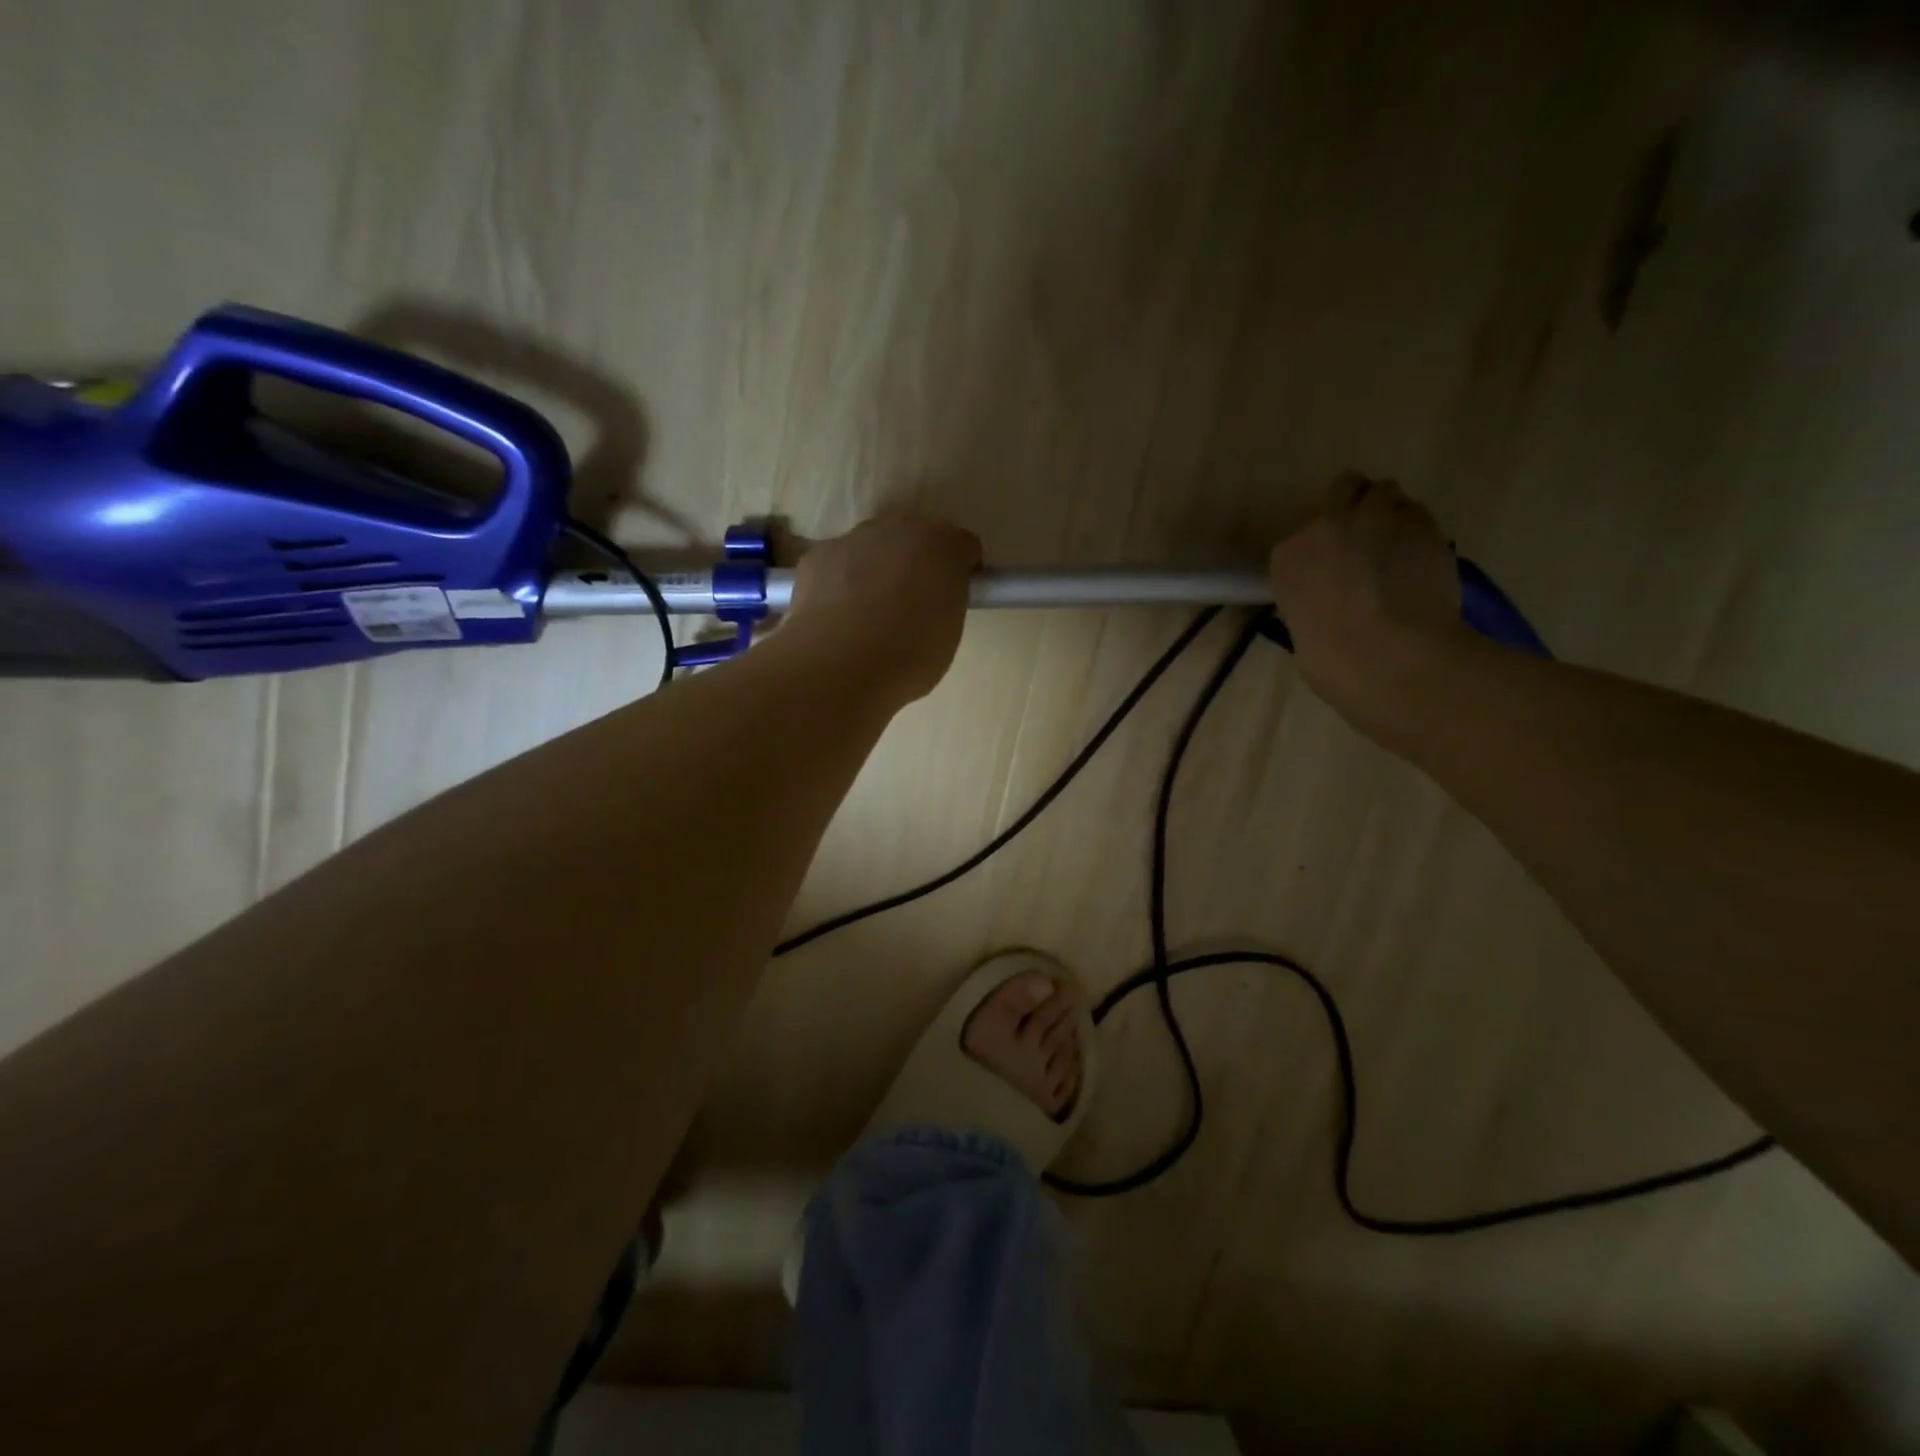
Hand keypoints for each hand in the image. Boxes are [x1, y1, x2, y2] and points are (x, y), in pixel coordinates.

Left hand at [784, 508, 982, 703]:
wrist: (841, 663)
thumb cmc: (910, 655)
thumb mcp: (947, 633)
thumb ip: (944, 604)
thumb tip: (930, 603)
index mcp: (943, 547)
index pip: (963, 545)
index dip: (962, 568)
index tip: (955, 594)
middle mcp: (900, 529)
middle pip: (914, 535)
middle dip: (915, 559)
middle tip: (911, 600)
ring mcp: (854, 538)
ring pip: (871, 546)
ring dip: (875, 567)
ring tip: (866, 611)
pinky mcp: (817, 556)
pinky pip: (836, 564)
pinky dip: (838, 582)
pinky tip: (836, 615)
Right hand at [1268, 473, 1462, 727]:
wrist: (1392, 658)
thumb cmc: (1334, 661)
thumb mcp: (1302, 629)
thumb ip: (1313, 598)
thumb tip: (1330, 599)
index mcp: (1288, 558)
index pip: (1304, 533)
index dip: (1323, 545)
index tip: (1333, 565)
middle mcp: (1327, 526)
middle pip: (1345, 488)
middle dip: (1356, 506)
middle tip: (1368, 539)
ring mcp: (1378, 519)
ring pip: (1386, 493)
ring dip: (1390, 514)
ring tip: (1399, 548)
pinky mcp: (1423, 525)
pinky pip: (1419, 515)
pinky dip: (1418, 532)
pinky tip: (1421, 561)